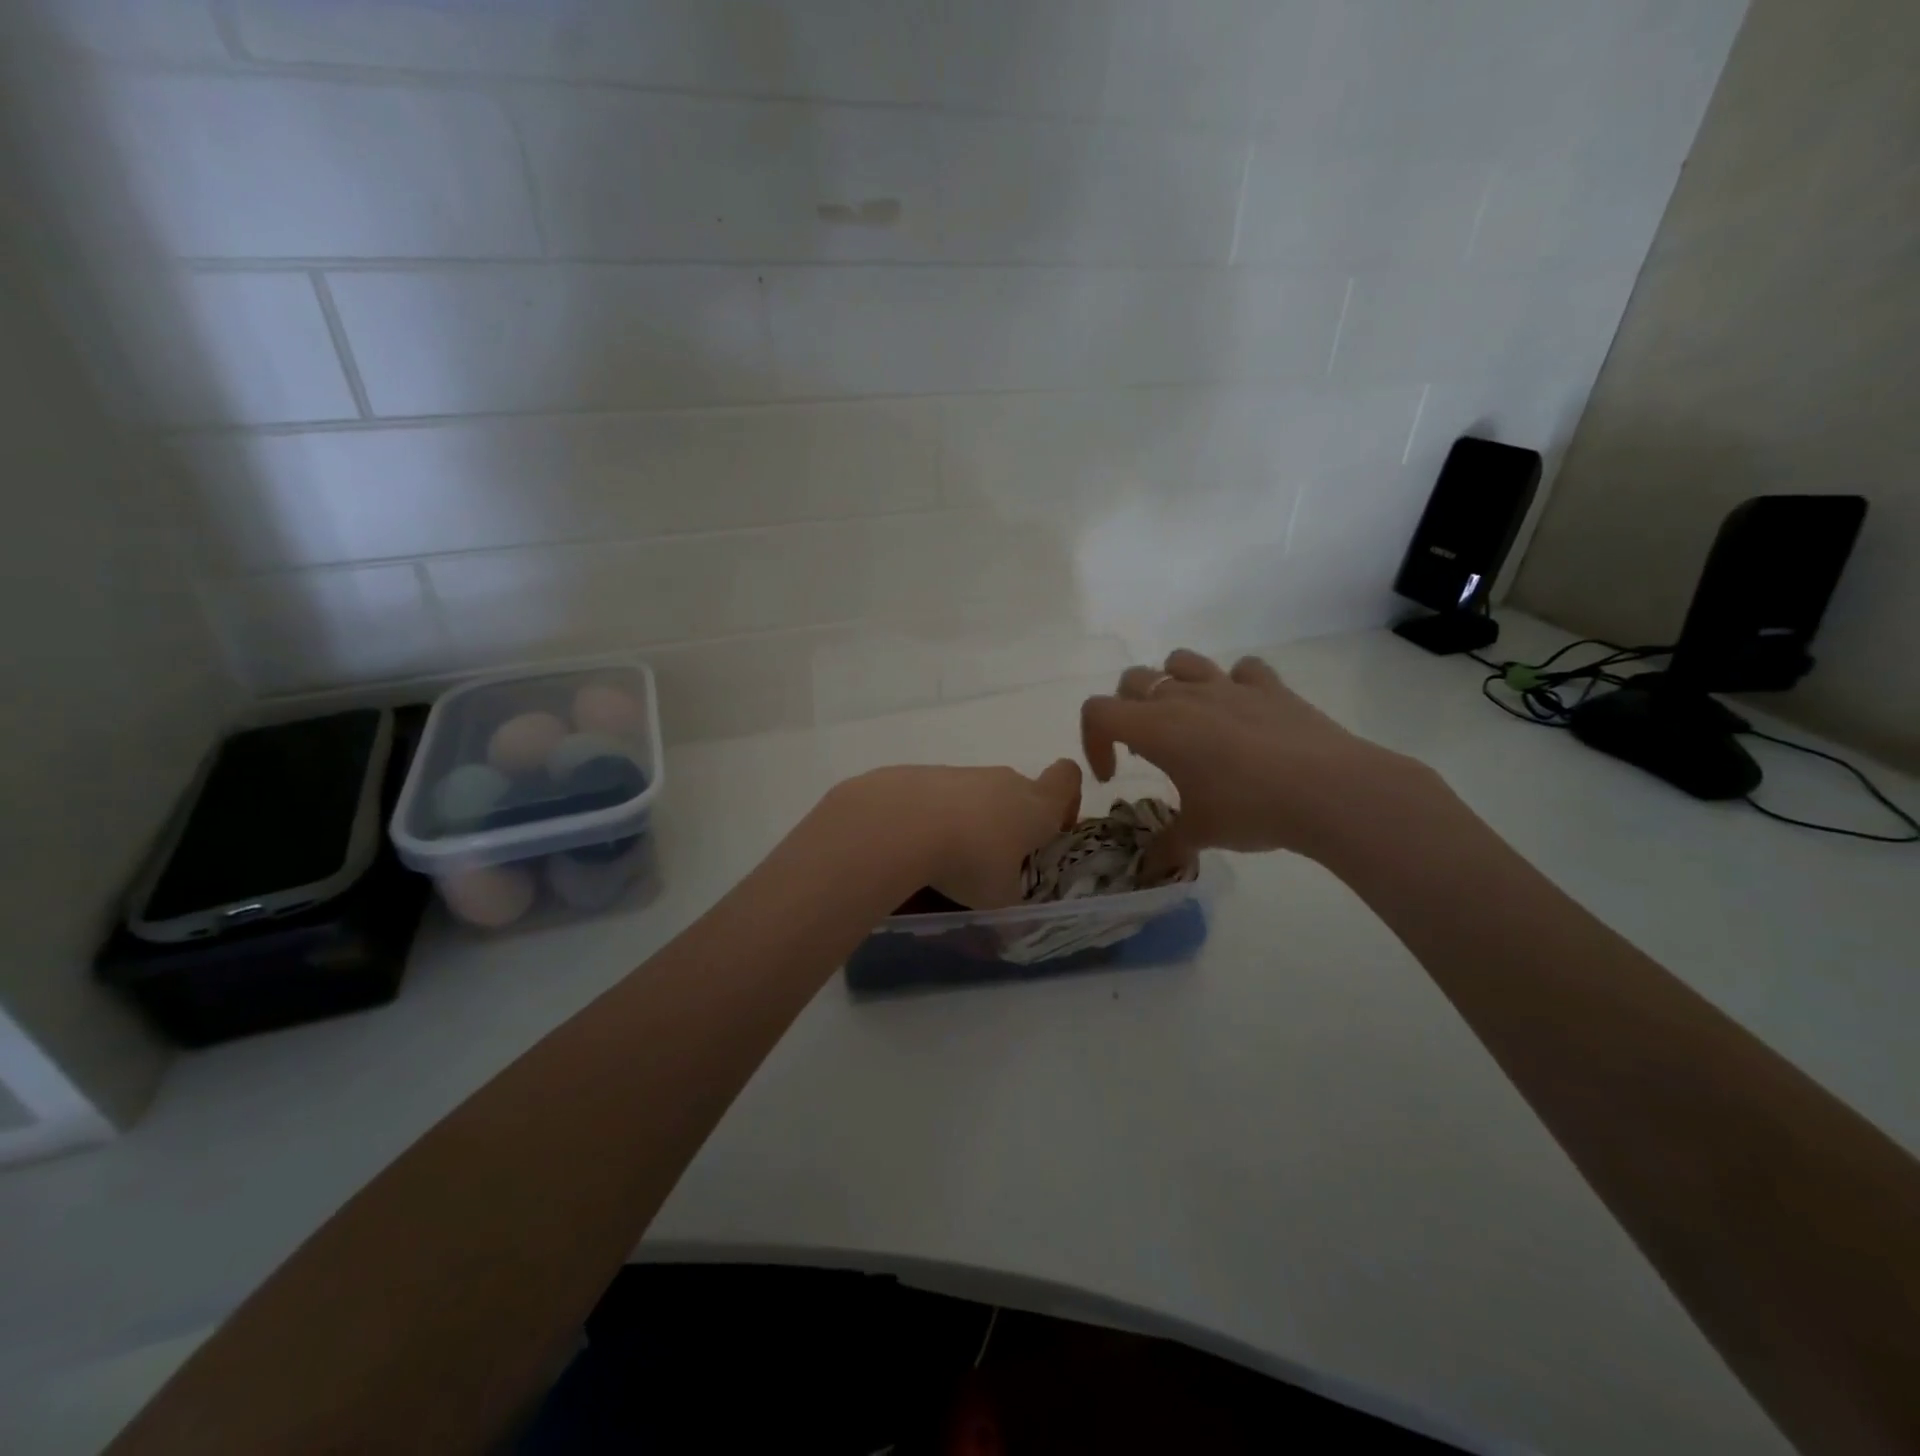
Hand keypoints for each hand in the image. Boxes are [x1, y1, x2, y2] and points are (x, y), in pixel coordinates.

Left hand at [829, 760, 1082, 909]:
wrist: (901, 822)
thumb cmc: (969, 862)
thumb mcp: (998, 902)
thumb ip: (1011, 913)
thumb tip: (1012, 932)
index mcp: (1037, 806)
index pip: (1068, 778)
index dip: (1067, 800)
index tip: (1052, 830)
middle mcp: (1004, 782)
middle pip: (1020, 792)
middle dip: (1012, 824)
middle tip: (995, 864)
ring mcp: (962, 774)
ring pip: (978, 796)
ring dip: (971, 823)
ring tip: (947, 862)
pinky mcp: (924, 774)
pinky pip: (941, 797)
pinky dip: (935, 819)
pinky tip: (917, 848)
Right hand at [1081, 649, 1430, 868]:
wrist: (1328, 790)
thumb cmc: (1249, 808)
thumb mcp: (1200, 834)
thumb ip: (1166, 848)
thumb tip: (1147, 870)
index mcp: (1156, 727)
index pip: (1097, 712)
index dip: (1093, 741)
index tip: (1114, 776)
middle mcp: (1184, 696)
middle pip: (1133, 680)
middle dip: (1127, 710)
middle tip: (1147, 749)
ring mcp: (1228, 686)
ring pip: (1181, 661)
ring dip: (1172, 683)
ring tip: (1186, 718)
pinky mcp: (1270, 687)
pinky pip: (1242, 670)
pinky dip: (1234, 685)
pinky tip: (1243, 713)